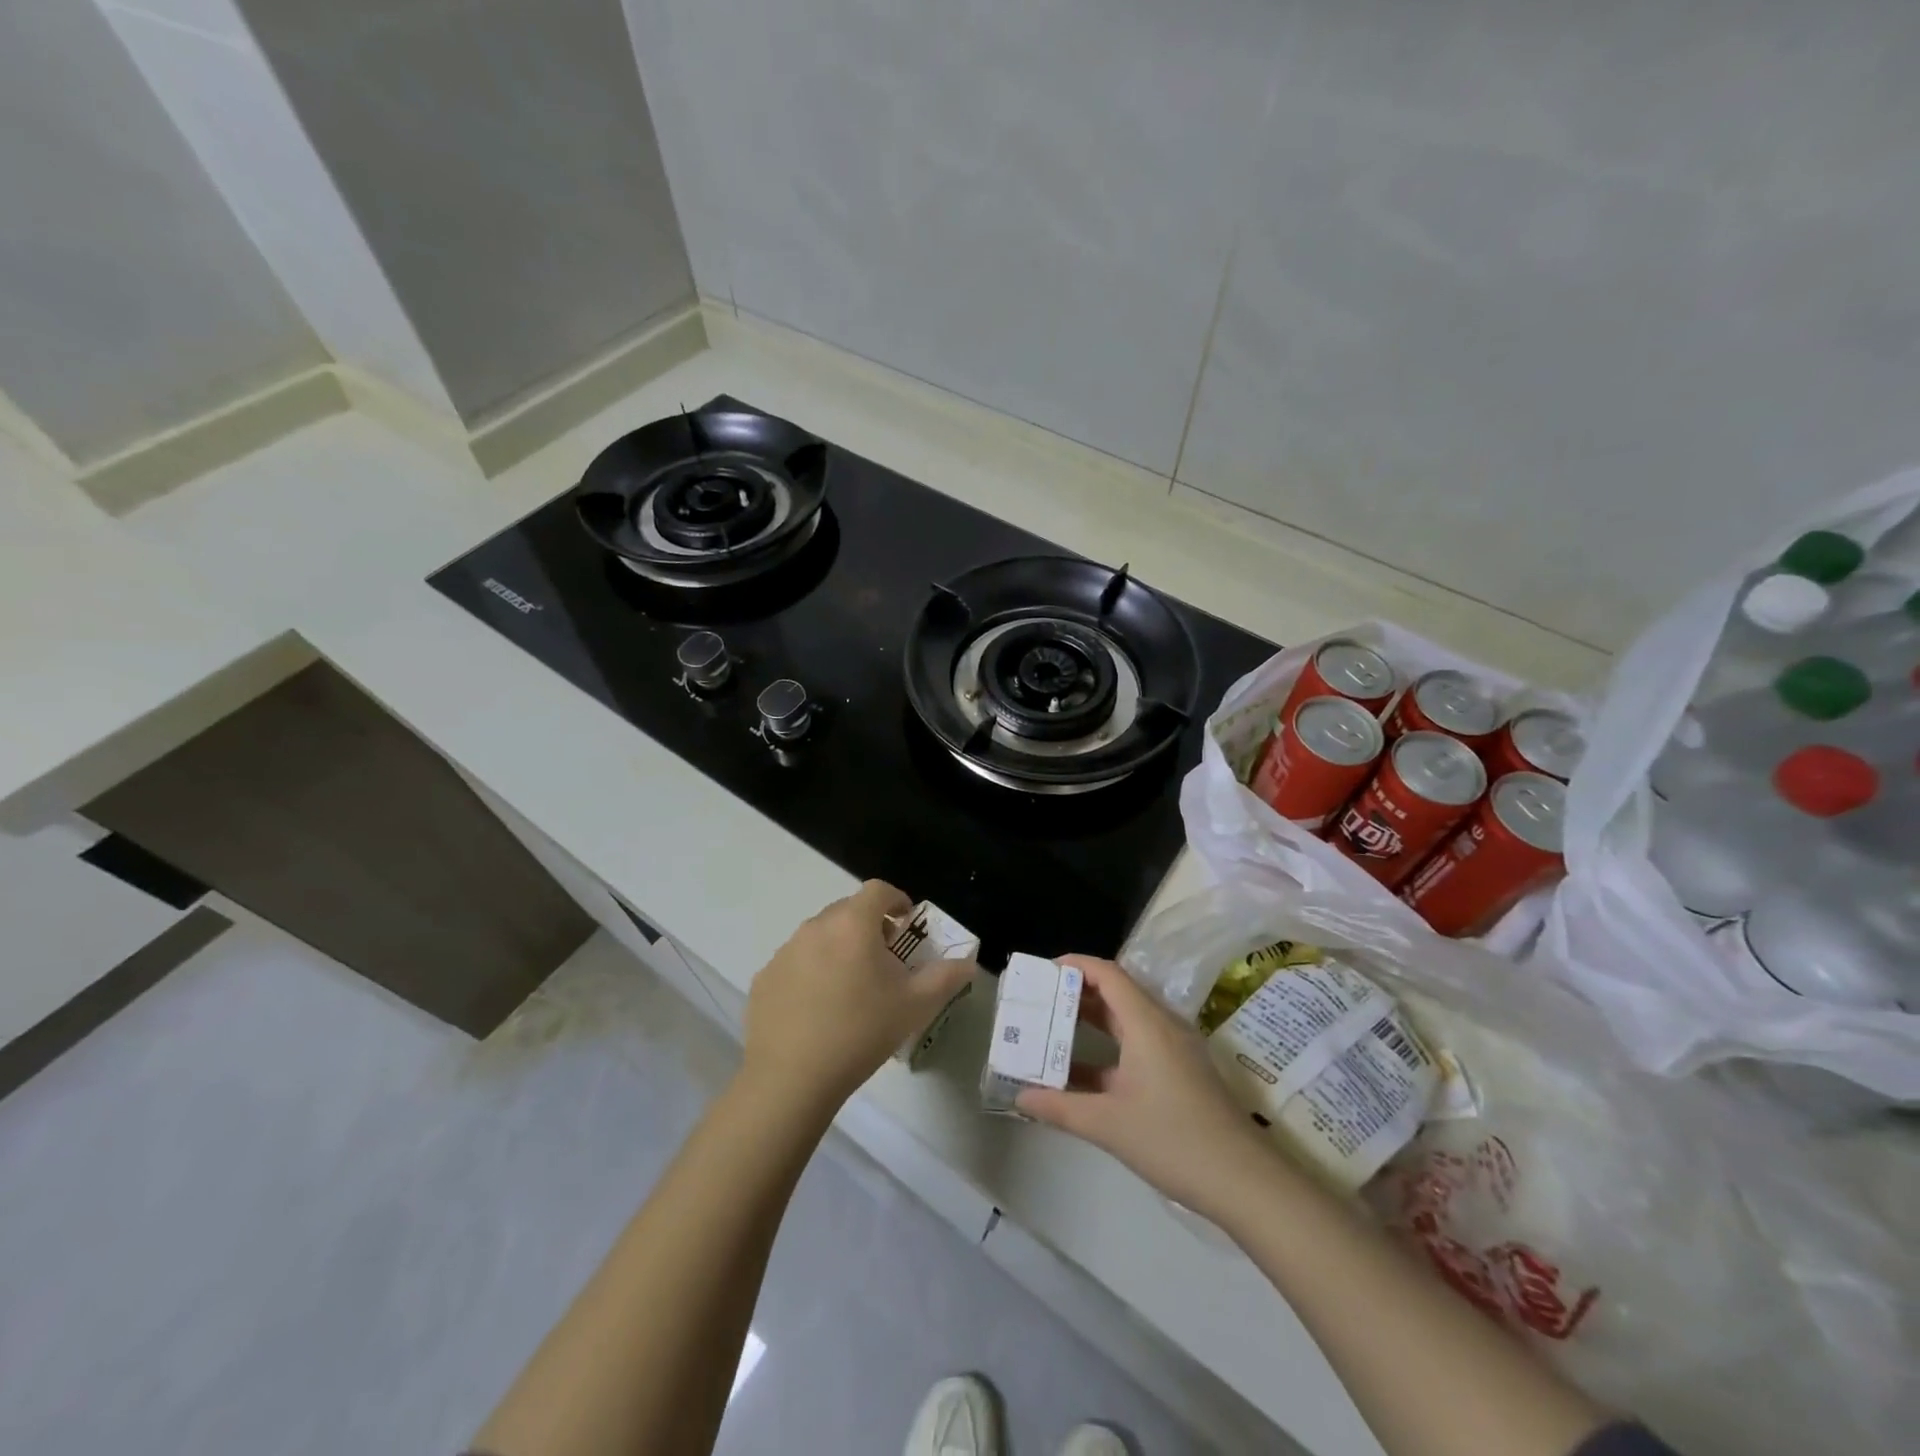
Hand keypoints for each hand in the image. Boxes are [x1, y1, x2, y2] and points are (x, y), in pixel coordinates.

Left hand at [742, 881, 976, 1112]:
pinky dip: (811, 972)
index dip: (896, 900)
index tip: (906, 925)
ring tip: (851, 988)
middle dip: (869, 926)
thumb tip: (968, 961)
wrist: (792, 1078)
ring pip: (819, 936)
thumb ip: (946, 976)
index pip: (878, 890)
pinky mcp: (764, 977)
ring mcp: (784, 951)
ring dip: (839, 948)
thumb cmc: (861, 1032)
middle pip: (848, 910)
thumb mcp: (915, 1006)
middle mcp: (815, 926)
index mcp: (853, 924)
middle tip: (884, 960)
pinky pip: (795, 962)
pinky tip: (818, 1009)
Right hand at [1017, 955, 1274, 1219]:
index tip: (1041, 974)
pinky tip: (1079, 1073)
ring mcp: (1174, 1049)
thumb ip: (1060, 1108)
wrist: (1245, 1182)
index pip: (1107, 974)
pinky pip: (1136, 1043)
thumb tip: (1019, 1098)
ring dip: (1090, 1020)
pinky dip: (1107, 1048)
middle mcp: (1162, 1025)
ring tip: (1052, 1028)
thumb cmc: (1174, 1141)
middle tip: (1038, 1001)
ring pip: (1126, 1019)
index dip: (1073, 966)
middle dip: (1075, 992)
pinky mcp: (1180, 1072)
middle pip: (1115, 991)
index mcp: (1147, 1023)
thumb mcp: (1108, 1125)